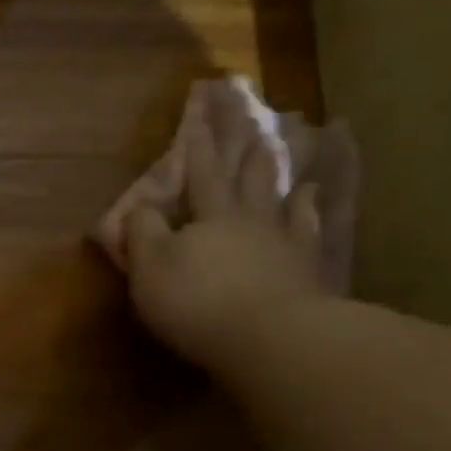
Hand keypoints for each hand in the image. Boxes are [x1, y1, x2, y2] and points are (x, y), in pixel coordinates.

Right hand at [95, 98, 326, 369]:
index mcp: (208, 216)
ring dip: (279, 174)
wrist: (270, 337)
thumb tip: (137, 207)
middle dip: (244, 148)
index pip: (201, 173)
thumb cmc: (197, 300)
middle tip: (253, 118)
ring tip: (284, 148)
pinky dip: (311, 210)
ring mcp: (284, 242)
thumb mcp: (150, 268)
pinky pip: (310, 230)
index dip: (199, 145)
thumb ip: (142, 233)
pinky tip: (313, 198)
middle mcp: (249, 219)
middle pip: (246, 177)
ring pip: (281, 197)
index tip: (203, 113)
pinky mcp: (308, 270)